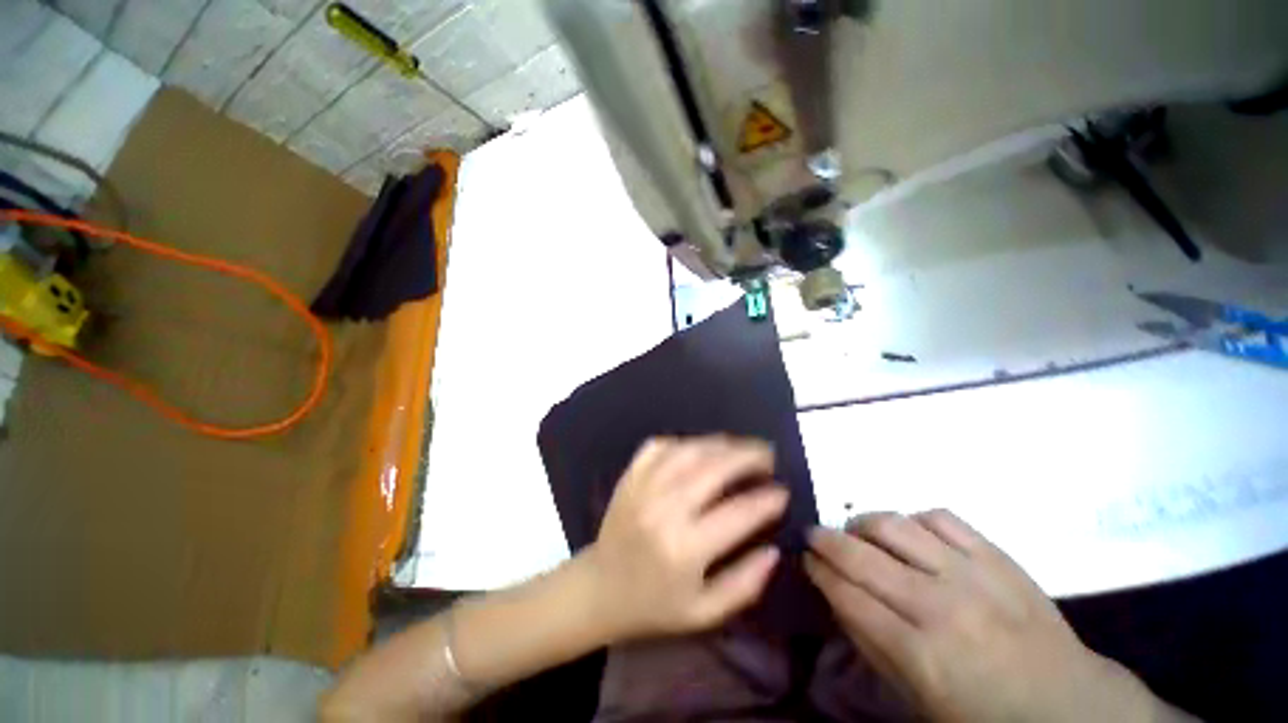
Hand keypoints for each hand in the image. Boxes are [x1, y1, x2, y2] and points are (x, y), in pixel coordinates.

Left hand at [584, 436, 787, 641]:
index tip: (783, 491)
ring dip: (720, 443)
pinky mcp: (630, 476)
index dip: (767, 499)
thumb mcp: (704, 612)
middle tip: (768, 455)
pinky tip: (699, 448)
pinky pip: (660, 445)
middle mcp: (665, 509)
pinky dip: (684, 442)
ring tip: (741, 447)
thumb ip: (745, 583)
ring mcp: (644, 486)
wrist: (600, 588)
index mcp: (685, 549)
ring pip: (689, 449)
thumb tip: (774, 549)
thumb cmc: (654, 605)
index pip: (738, 513)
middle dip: (748, 456)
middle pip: (715, 468)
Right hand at [806, 511, 1184, 722]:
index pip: (847, 595)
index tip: (804, 559)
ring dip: (863, 522)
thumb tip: (835, 594)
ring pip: (895, 526)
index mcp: (919, 654)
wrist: (1068, 704)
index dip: (817, 571)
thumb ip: (870, 643)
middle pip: (861, 556)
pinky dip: (914, 518)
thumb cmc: (983, 714)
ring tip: (856, 529)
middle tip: (813, 534)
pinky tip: (908, 531)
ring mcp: (972, 575)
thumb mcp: (916, 698)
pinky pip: (941, 517)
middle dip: (826, 540)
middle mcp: (940, 607)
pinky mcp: (998, 556)